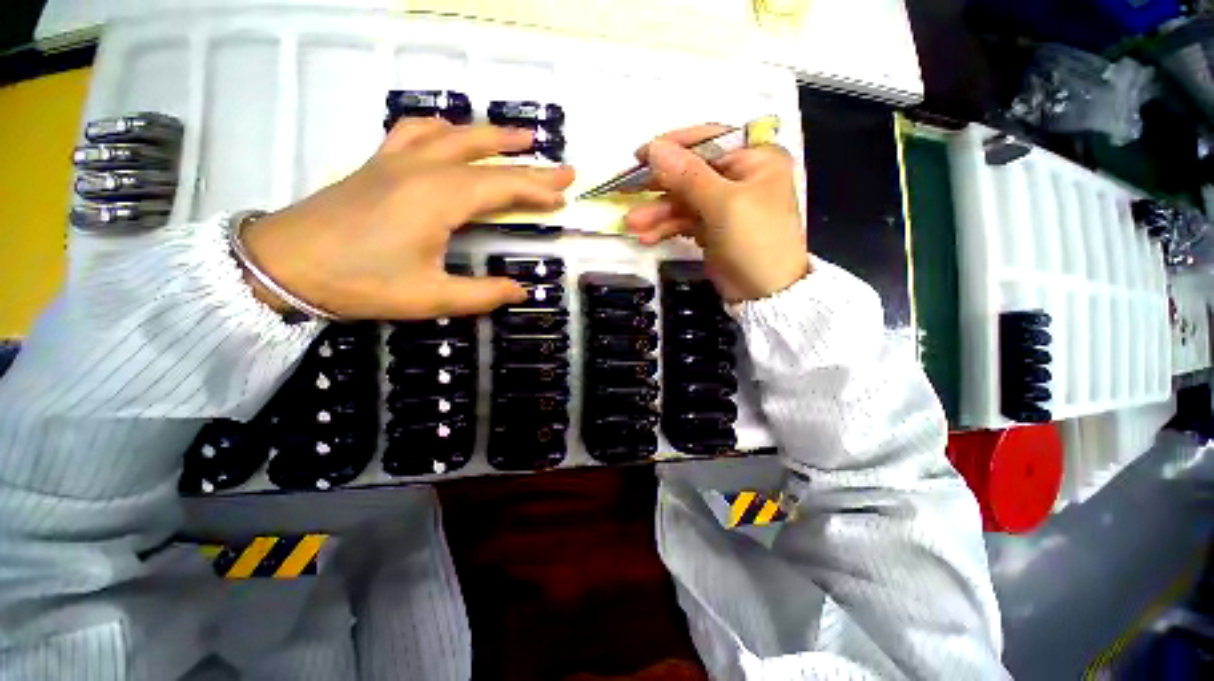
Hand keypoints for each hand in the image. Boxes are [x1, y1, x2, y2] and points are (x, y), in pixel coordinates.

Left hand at [242, 119, 574, 319]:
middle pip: (486, 155)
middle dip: (529, 160)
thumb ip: (483, 294)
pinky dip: (443, 128)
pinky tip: (451, 132)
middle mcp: (424, 169)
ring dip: (490, 135)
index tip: (564, 194)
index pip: (503, 186)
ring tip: (518, 138)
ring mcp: (397, 161)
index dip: (538, 190)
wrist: (283, 264)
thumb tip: (520, 292)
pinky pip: (416, 131)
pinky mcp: (378, 164)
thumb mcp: (431, 297)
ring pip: (454, 134)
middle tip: (560, 165)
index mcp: (440, 198)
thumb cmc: (361, 282)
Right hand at [624, 125, 809, 301]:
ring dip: (657, 213)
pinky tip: (647, 237)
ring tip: (632, 224)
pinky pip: (685, 221)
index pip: (708, 141)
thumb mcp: (723, 205)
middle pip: (691, 173)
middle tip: (626, 191)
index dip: (672, 146)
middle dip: (659, 188)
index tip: (639, 156)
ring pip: (684, 201)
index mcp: (755, 159)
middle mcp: (740, 176)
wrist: (765, 294)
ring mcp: (725, 204)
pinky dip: (666, 228)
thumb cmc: (754, 242)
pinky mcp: (713, 228)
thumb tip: (655, 147)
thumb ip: (687, 175)